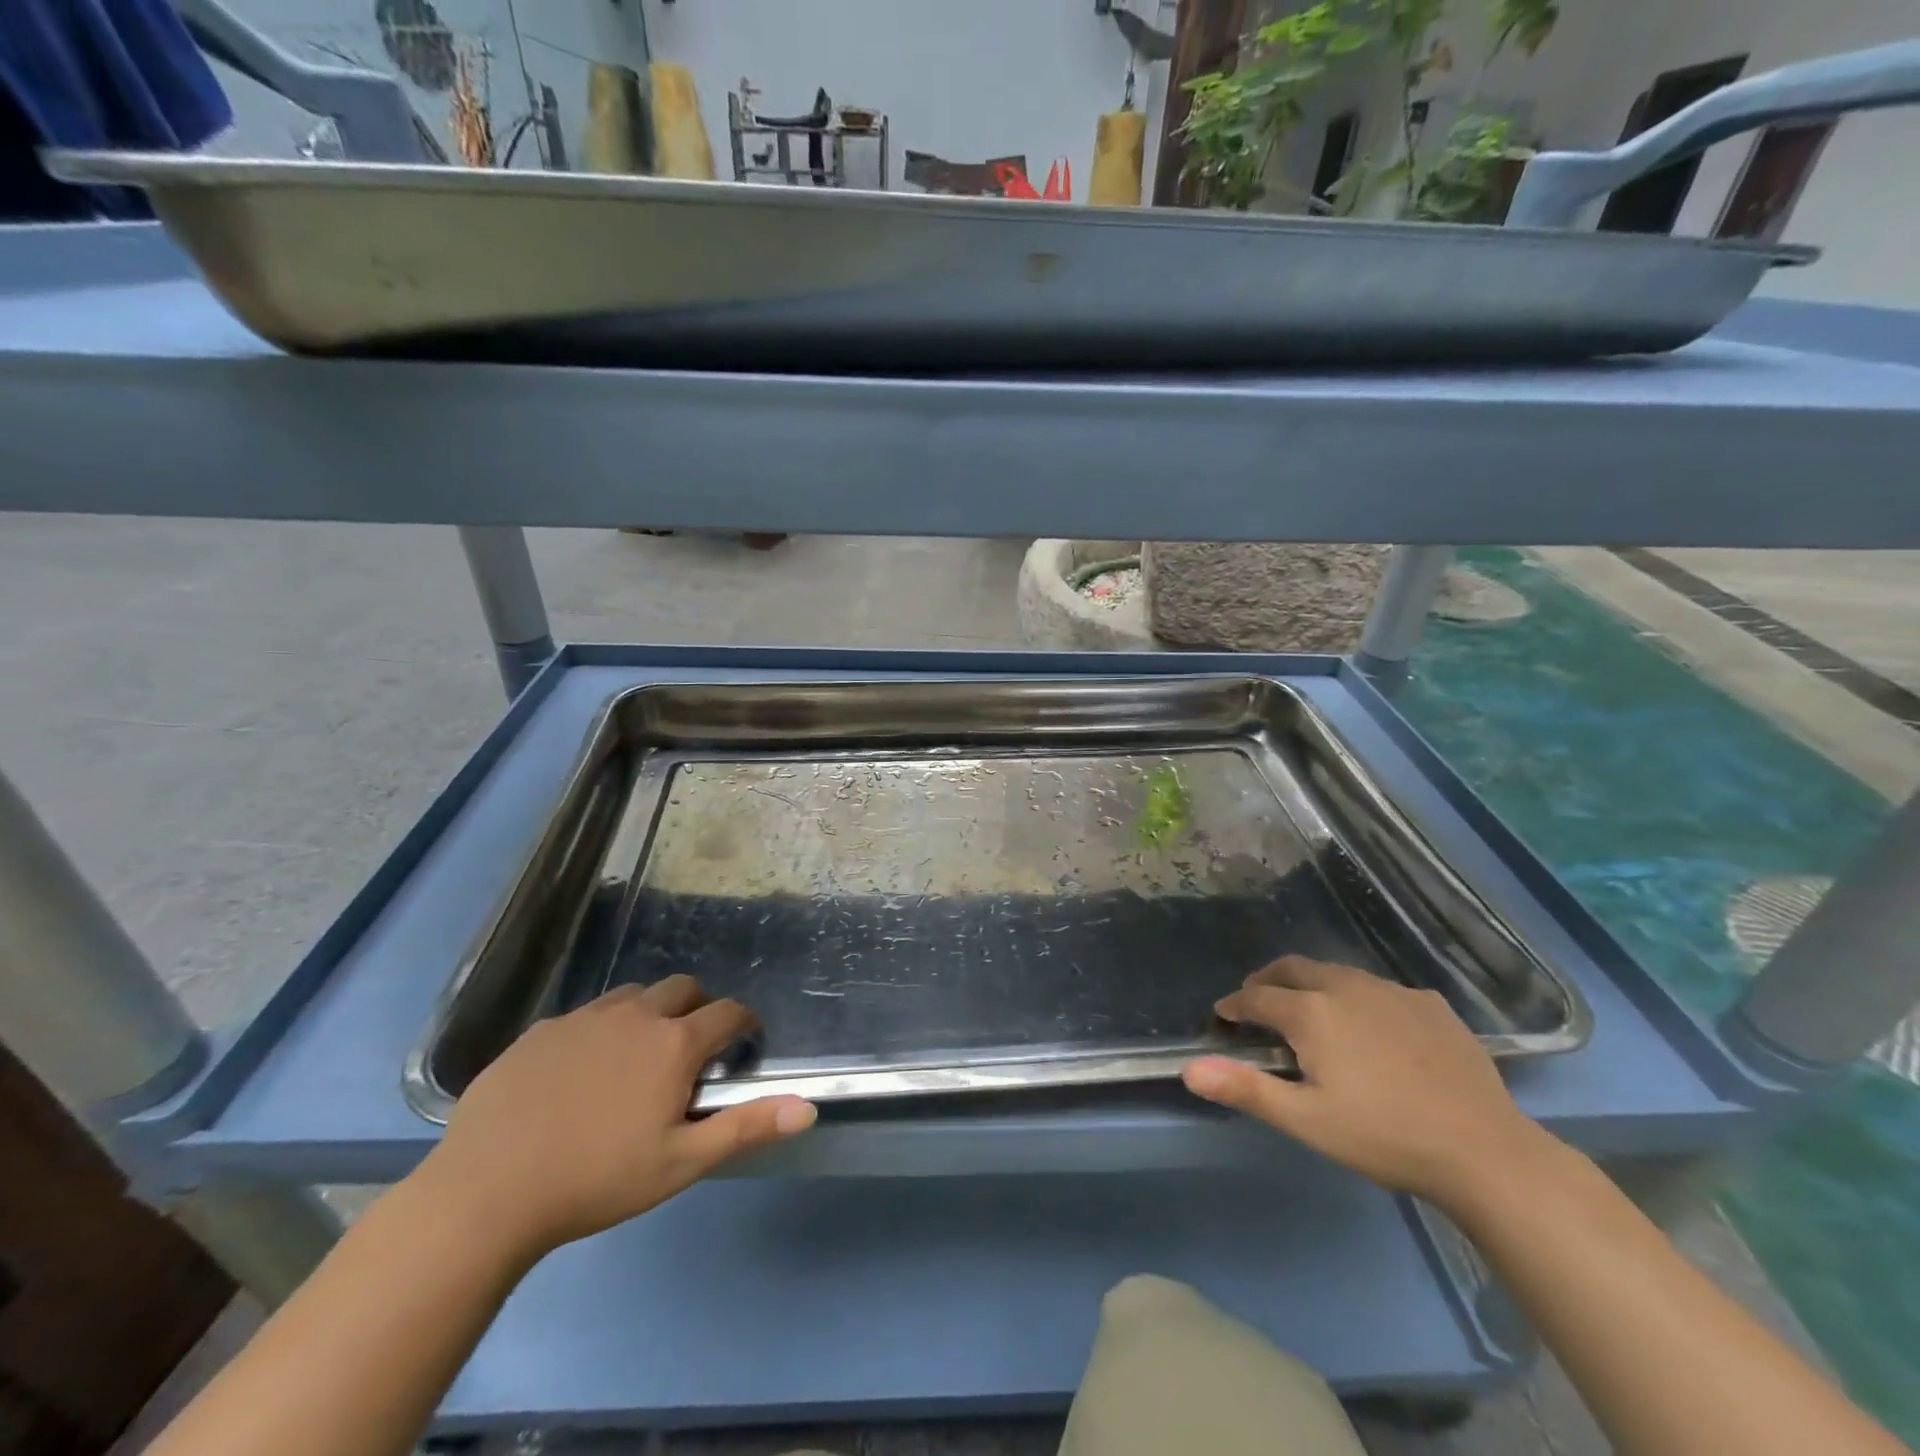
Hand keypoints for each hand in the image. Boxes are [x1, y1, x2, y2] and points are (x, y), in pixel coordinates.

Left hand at [418, 977, 814, 1260]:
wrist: (485, 1194)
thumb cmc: (595, 1181)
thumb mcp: (680, 1162)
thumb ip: (746, 1128)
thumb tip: (808, 1108)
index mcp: (674, 1043)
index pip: (728, 1012)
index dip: (744, 1024)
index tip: (744, 1043)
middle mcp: (636, 1015)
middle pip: (683, 988)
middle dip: (698, 1008)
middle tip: (691, 1050)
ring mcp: (584, 1018)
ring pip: (634, 995)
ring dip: (650, 1013)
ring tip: (638, 1057)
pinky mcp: (541, 1030)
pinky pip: (586, 1015)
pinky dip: (601, 1030)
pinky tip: (582, 1073)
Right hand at [1182, 956, 1553, 1209]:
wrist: (1485, 1151)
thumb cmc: (1383, 1137)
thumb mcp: (1306, 1120)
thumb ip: (1245, 1088)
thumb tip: (1189, 1069)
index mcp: (1311, 1012)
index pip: (1257, 997)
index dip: (1234, 1004)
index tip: (1223, 1014)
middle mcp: (1346, 987)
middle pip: (1294, 969)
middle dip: (1268, 980)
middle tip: (1257, 998)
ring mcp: (1393, 992)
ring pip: (1338, 973)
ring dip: (1312, 984)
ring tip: (1309, 1008)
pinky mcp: (1431, 1005)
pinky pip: (1380, 989)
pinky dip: (1359, 998)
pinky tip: (1372, 1026)